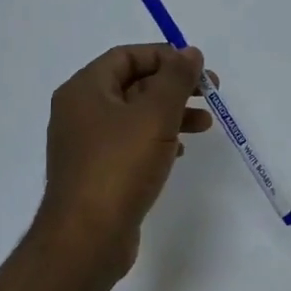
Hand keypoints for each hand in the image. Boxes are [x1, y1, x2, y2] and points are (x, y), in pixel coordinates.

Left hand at [36, 43, 214, 278]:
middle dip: (174, 87)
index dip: (164, 56)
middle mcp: (79, 112)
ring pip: (135, 116)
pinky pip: (130, 144)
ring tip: (206, 125)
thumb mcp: (155, 115)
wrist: (87, 238)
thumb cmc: (120, 166)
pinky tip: (180, 152)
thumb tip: (190, 52)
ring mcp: (86, 145)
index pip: (126, 56)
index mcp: (84, 90)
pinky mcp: (96, 173)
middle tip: (210, 95)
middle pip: (132, 84)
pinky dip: (157, 140)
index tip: (198, 69)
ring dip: (171, 114)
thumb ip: (176, 79)